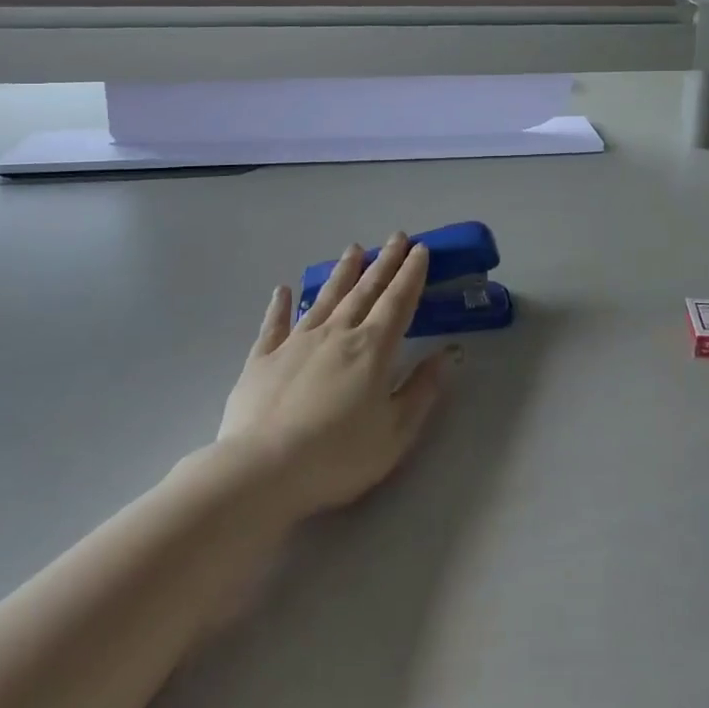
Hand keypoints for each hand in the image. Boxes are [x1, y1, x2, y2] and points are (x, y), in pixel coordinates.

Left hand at [214, 235, 447, 522]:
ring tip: (354, 248)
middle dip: (384, 262)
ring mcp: (297, 342)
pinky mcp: (263, 359)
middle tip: (397, 237)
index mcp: (372, 348)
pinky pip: (275, 324)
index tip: (420, 249)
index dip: (411, 274)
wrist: (261, 471)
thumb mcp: (395, 432)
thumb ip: (422, 390)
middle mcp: (337, 333)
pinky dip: (281, 305)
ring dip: (343, 272)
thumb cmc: (337, 456)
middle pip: (365, 290)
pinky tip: (284, 289)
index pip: (398, 301)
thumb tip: (447, 355)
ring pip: (325, 298)